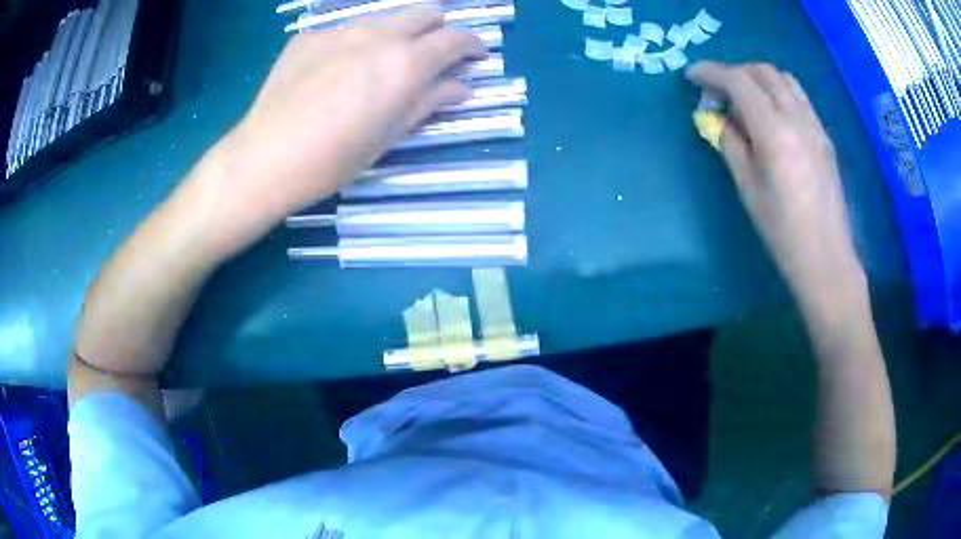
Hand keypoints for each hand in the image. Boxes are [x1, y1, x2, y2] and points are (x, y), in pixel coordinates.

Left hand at [186, 9, 485, 254]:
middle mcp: (378, 35)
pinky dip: (356, 43)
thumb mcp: (390, 135)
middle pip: (424, 12)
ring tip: (384, 61)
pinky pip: (345, 31)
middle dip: (439, 28)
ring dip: (398, 32)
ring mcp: (340, 31)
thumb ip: (430, 102)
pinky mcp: (309, 37)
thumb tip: (463, 87)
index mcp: (405, 63)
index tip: (477, 56)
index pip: (455, 39)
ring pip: (384, 18)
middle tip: (435, 53)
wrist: (266, 157)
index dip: (473, 45)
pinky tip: (338, 70)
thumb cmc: (334, 159)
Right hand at [686, 62, 863, 305]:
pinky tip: (771, 116)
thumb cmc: (782, 230)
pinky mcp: (823, 135)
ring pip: (783, 79)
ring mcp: (814, 124)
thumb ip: (730, 142)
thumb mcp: (747, 187)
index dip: (711, 72)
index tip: (692, 76)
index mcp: (774, 131)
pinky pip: (798, 96)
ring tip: (745, 101)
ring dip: (758, 79)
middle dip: (734, 72)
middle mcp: (797, 117)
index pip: (738, 81)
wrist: (826, 257)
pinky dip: (778, 92)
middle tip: (718, 94)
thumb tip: (716, 117)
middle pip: (762, 72)